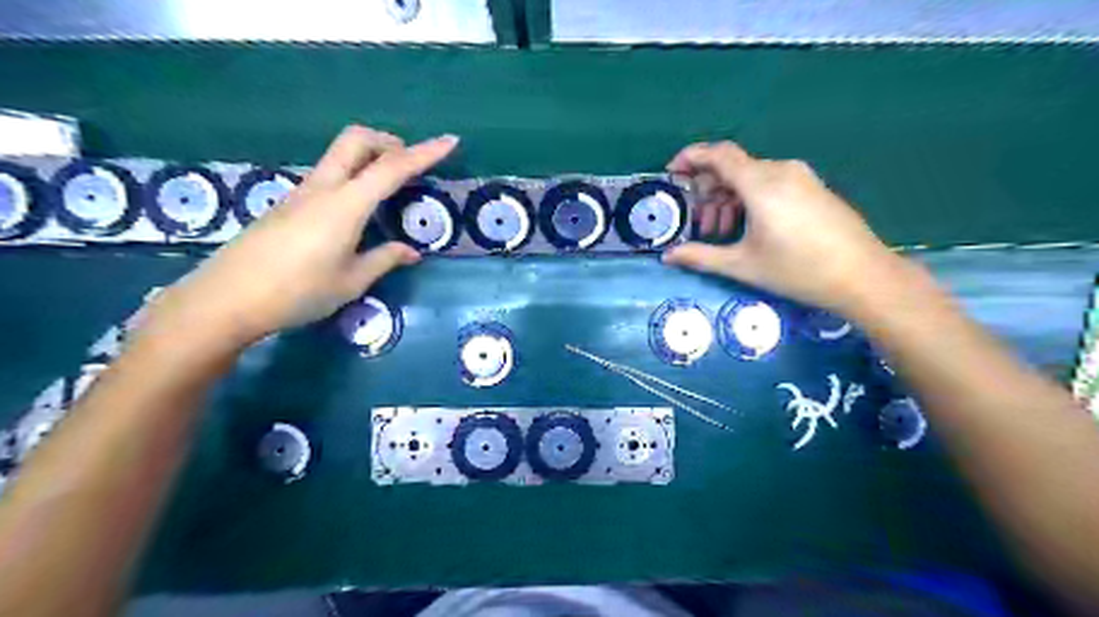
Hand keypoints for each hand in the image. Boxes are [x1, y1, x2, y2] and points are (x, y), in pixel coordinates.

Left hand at [142, 126, 460, 351]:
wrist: (227, 299)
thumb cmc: (297, 292)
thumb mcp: (351, 282)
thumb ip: (384, 259)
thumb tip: (411, 252)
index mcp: (345, 205)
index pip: (392, 169)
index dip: (425, 153)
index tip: (450, 141)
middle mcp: (323, 188)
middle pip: (356, 140)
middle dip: (388, 141)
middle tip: (409, 163)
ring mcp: (302, 193)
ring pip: (340, 155)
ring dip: (370, 157)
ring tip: (390, 187)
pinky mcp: (289, 204)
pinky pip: (329, 175)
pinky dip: (353, 175)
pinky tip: (358, 210)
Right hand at [660, 141, 899, 312]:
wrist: (863, 276)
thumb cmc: (798, 270)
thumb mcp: (743, 265)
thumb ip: (701, 256)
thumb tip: (667, 256)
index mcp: (761, 183)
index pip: (718, 154)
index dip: (691, 157)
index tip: (672, 173)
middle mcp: (780, 171)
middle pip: (732, 168)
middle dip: (708, 191)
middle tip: (699, 223)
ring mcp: (800, 177)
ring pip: (751, 177)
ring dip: (728, 199)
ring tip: (721, 233)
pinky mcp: (812, 188)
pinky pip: (771, 183)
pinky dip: (750, 200)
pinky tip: (749, 228)